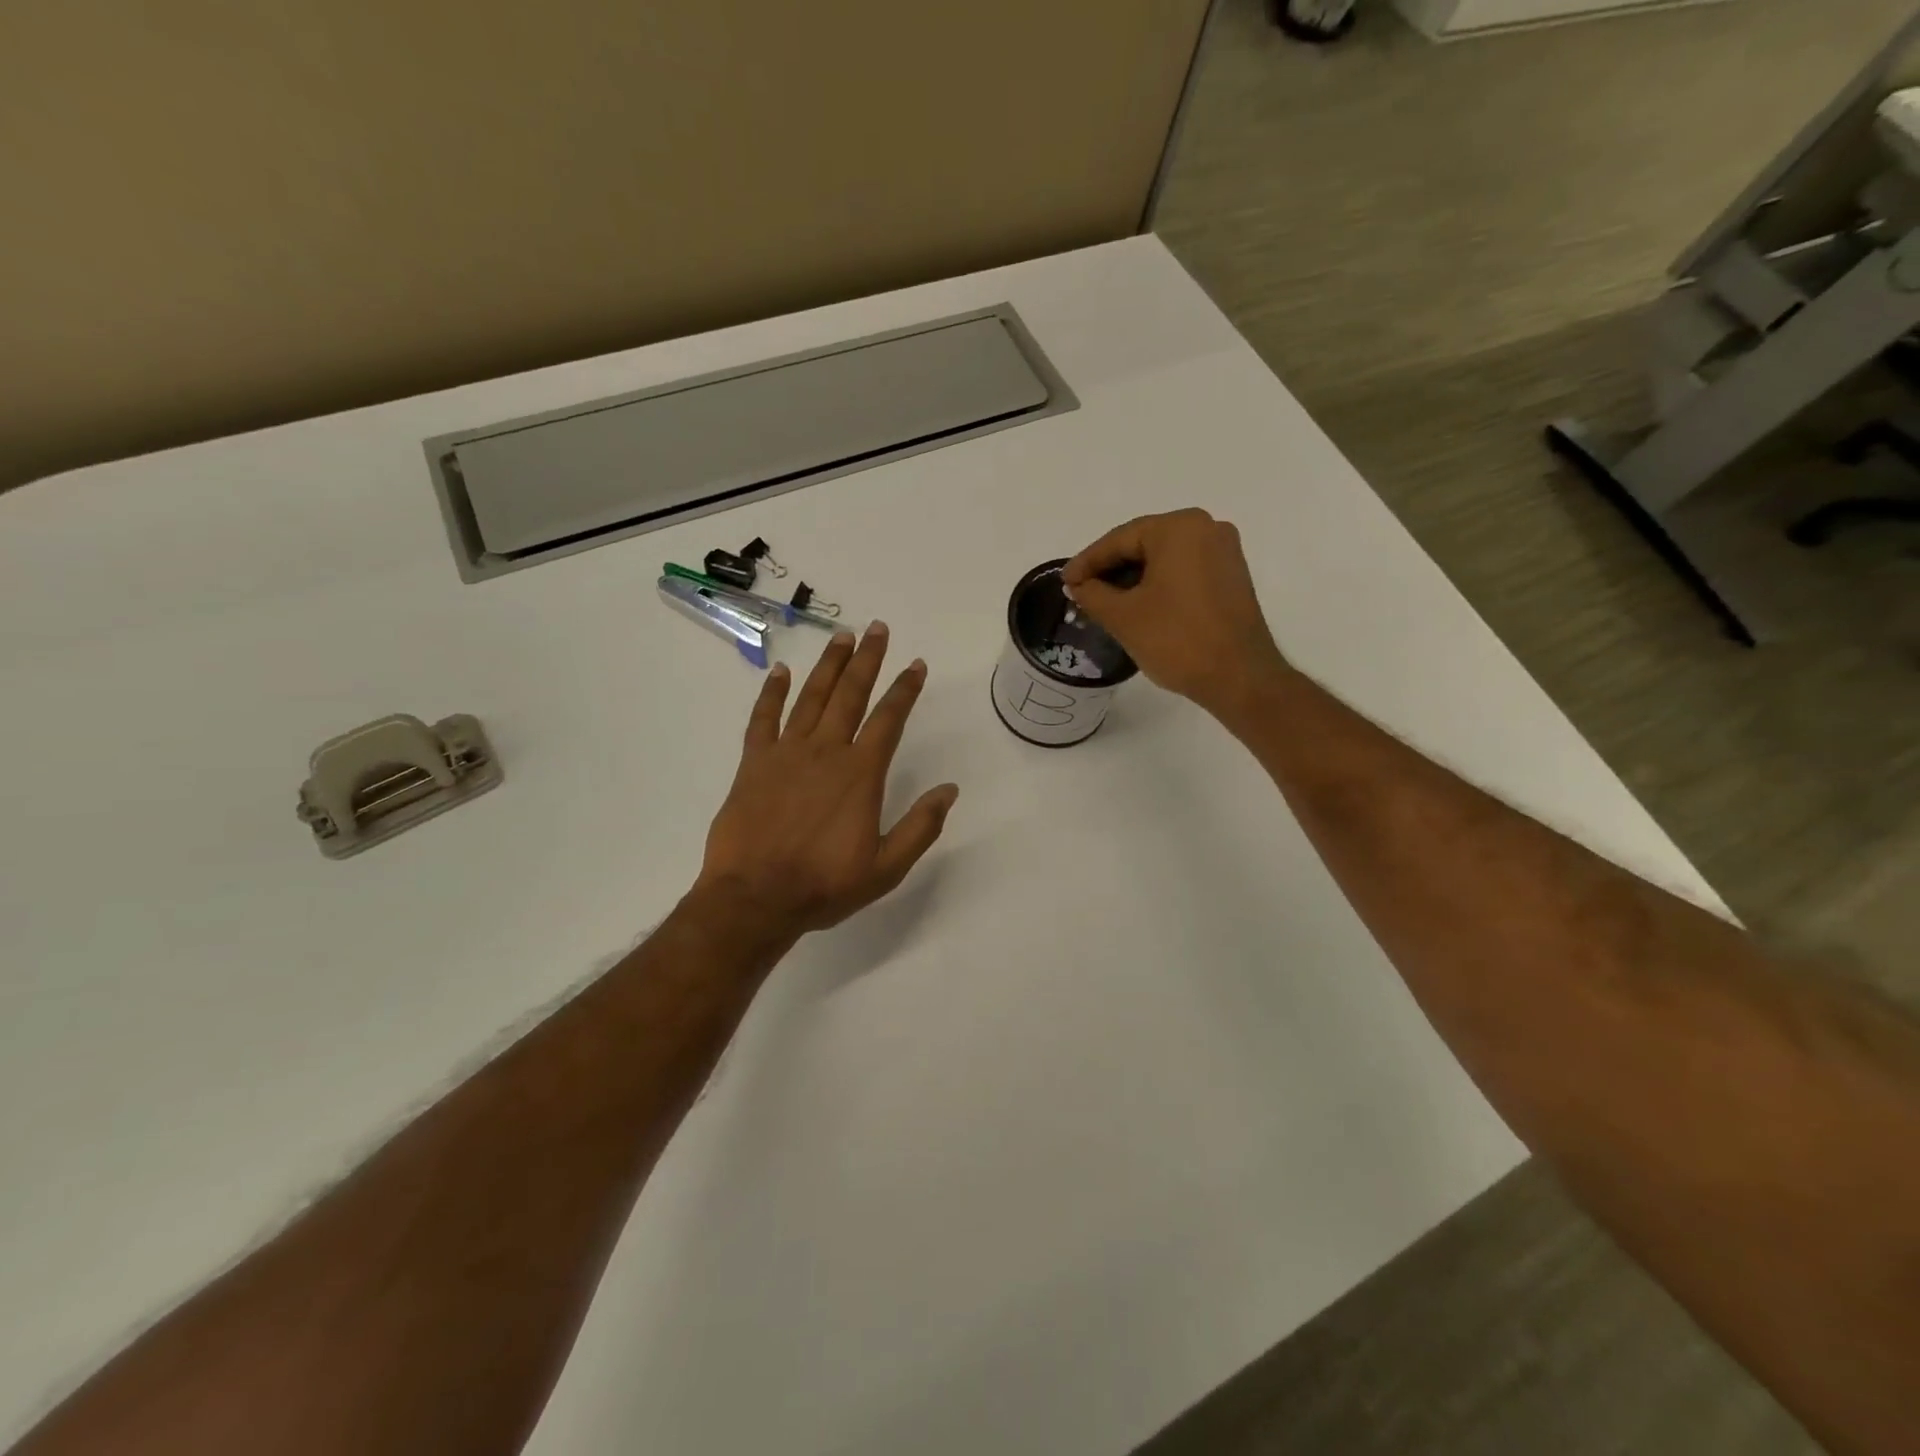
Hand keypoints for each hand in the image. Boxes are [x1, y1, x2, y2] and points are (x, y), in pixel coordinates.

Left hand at [697, 622, 959, 939]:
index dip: (905, 689)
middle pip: (851, 694)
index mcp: (861, 774)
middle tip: (877, 628)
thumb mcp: (887, 867)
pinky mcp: (753, 763)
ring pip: (811, 697)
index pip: (889, 719)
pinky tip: (781, 671)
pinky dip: (772, 693)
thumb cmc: (825, 885)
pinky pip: (763, 719)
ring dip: (829, 665)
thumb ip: (921, 826)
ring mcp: (786, 753)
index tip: (916, 665)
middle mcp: (826, 751)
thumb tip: (949, 790)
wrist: (756, 898)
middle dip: (868, 659)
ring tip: (842, 637)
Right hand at [1062, 509, 1287, 718]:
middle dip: (1110, 569)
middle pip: (1143, 544)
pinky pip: (1183, 571)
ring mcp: (1224, 551)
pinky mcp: (1231, 576)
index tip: (1064, 582)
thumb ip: (1092, 593)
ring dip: (1132, 578)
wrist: (1239, 677)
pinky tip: (1136, 605)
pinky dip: (1157, 584)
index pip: (1119, 539)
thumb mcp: (1122, 616)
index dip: (1087, 562)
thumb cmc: (1176, 639)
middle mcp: (1206, 528)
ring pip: (1163, 559)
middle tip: (1081, 592)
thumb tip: (1078, 585)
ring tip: (1104, 602)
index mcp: (1178, 528)